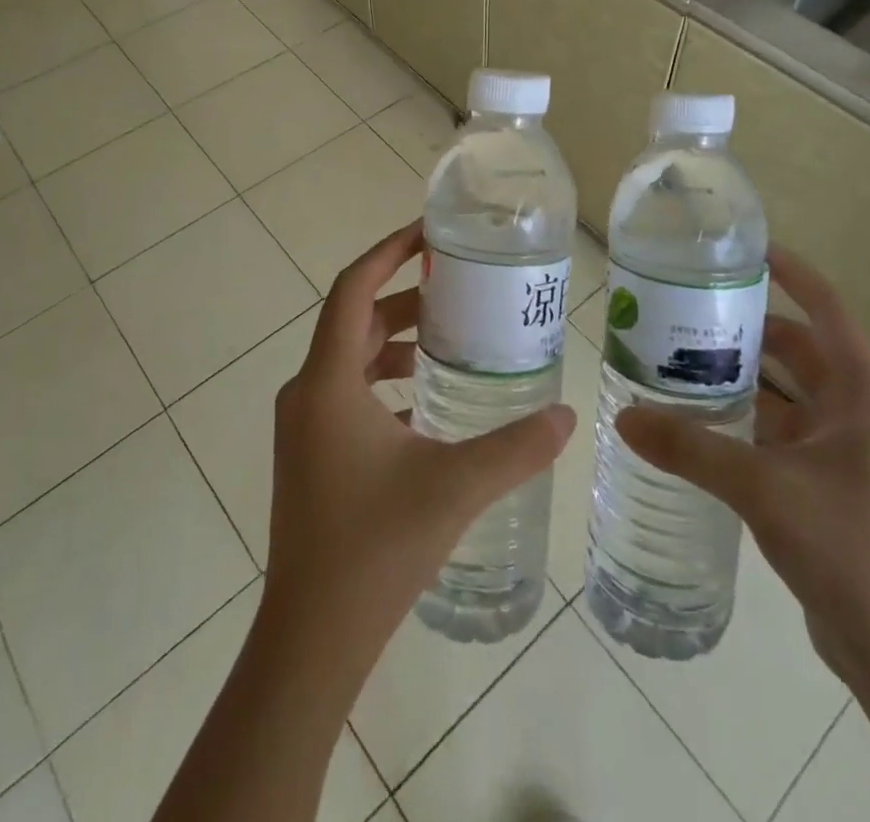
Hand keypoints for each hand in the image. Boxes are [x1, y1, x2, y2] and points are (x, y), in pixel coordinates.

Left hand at [262, 219, 574, 676]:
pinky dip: (384, 380)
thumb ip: (516, 447)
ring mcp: (303, 424)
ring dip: (396, 340)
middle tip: (460, 288)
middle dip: (406, 296)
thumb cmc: (374, 548)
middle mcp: (307, 391)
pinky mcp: (309, 452)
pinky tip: (426, 403)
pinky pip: (347, 391)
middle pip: (356, 319)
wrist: (311, 637)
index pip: (353, 287)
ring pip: (351, 357)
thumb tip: (567, 416)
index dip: (389, 251)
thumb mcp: (454, 487)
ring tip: (451, 339)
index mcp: (327, 381)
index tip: (430, 232)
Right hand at [615, 246, 869, 688]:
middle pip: (797, 348)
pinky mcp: (827, 484)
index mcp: (862, 392)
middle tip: (685, 310)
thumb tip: (623, 416)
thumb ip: (691, 448)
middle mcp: (856, 411)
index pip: (825, 306)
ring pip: (784, 393)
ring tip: (678, 359)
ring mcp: (844, 450)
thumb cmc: (850, 549)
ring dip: (740, 377)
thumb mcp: (764, 488)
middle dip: (745, 328)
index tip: (741, 248)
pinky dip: (742, 420)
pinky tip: (697, 422)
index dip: (790, 270)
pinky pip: (778, 433)